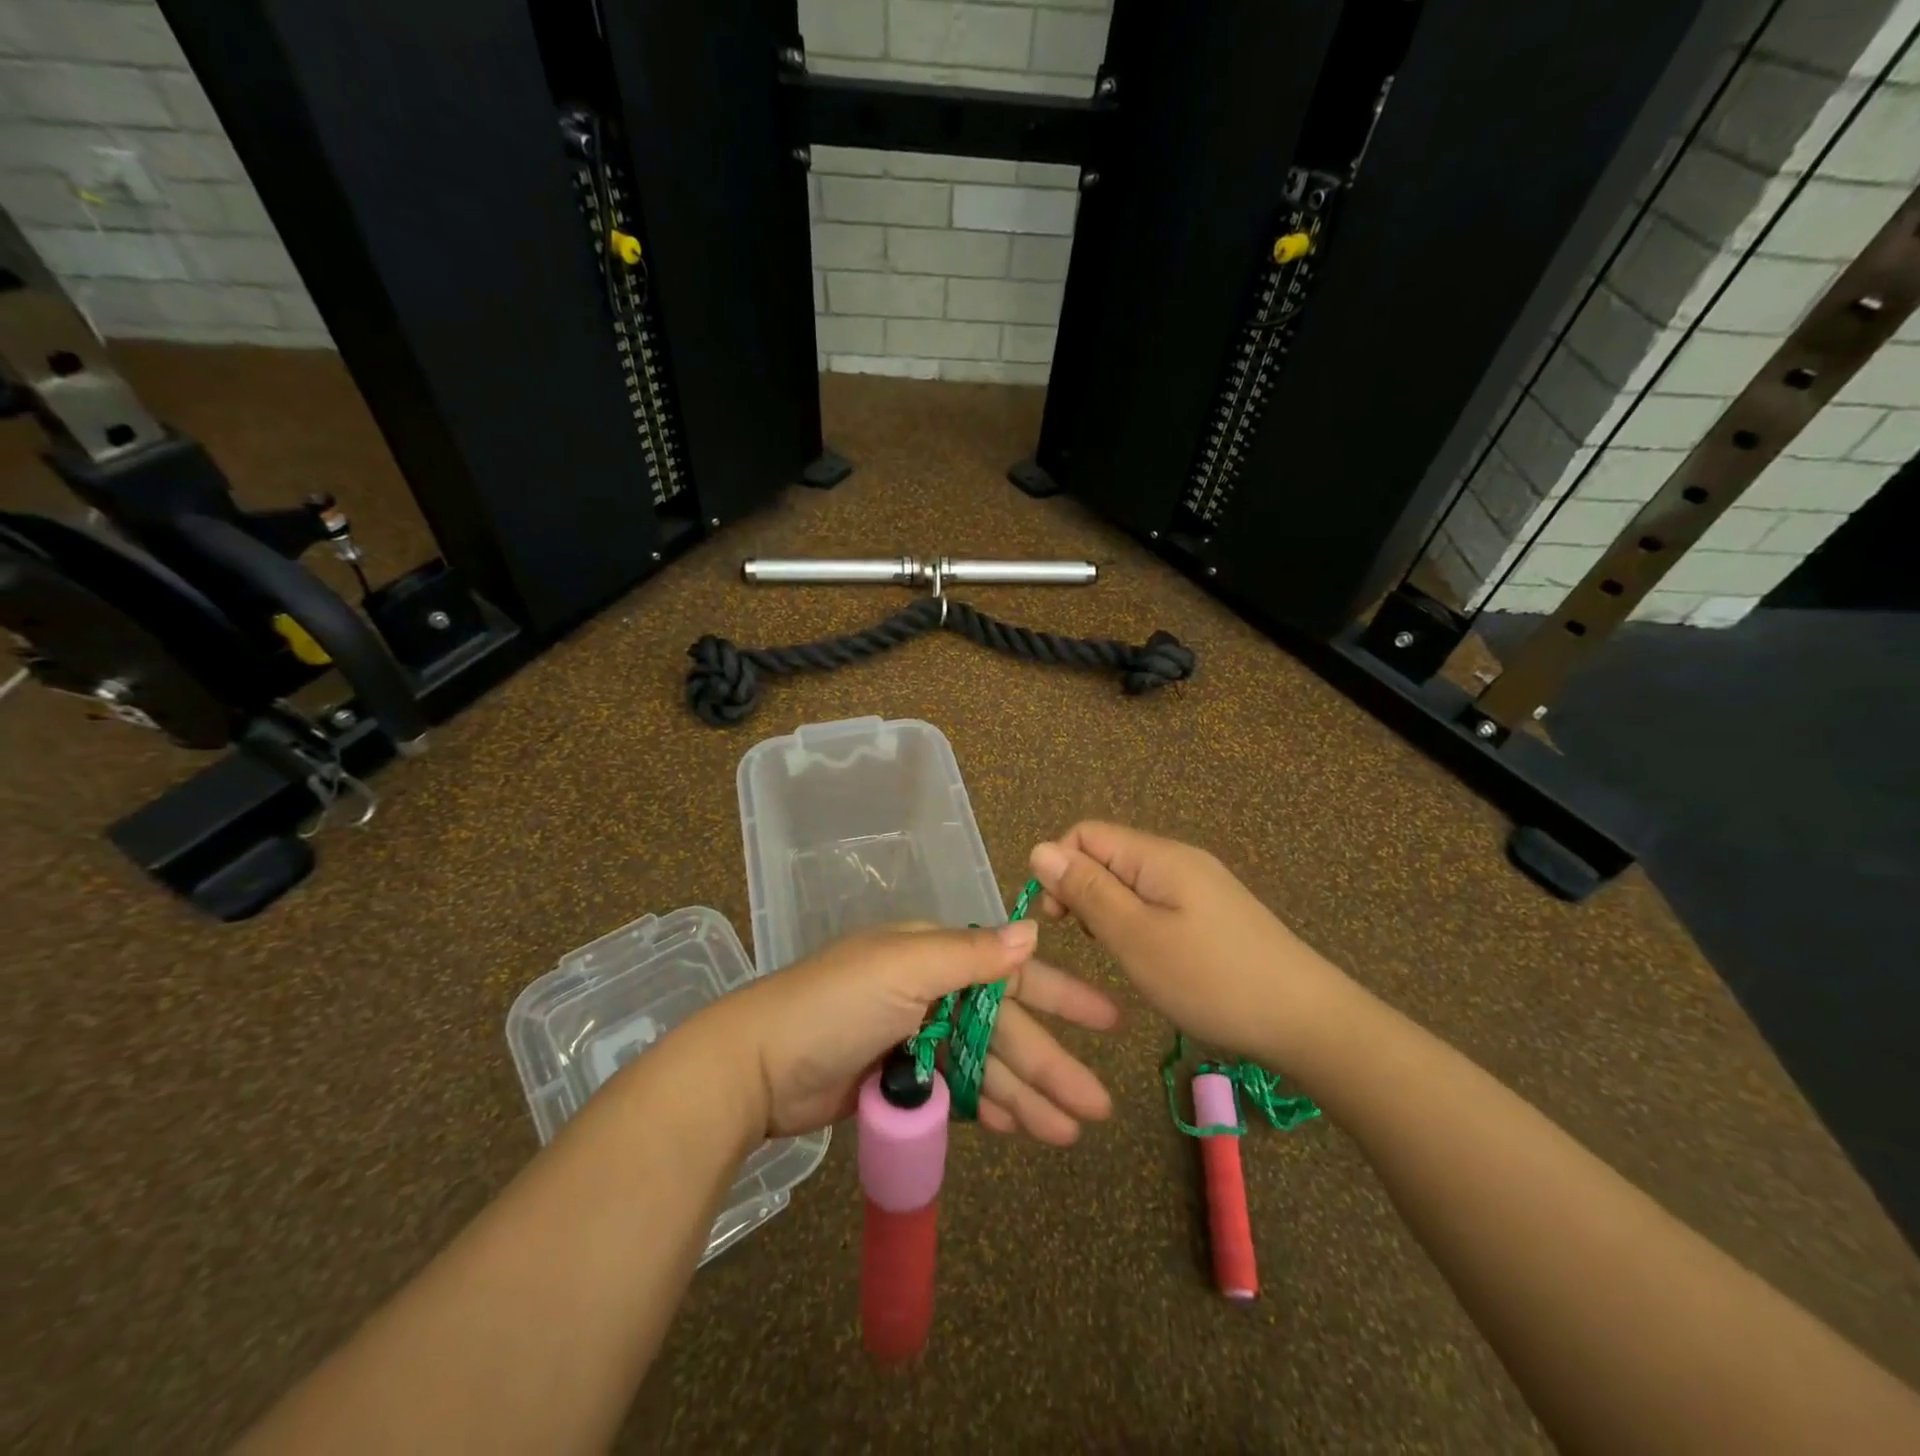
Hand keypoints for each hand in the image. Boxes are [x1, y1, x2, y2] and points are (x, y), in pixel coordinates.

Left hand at [699, 921, 1117, 1144]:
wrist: (757, 1066)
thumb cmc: (835, 1005)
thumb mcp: (904, 969)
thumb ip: (970, 954)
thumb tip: (1032, 929)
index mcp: (934, 954)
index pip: (1010, 972)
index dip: (1060, 995)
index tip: (1107, 1020)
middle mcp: (931, 989)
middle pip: (1003, 1028)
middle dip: (1051, 1064)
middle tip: (1098, 1107)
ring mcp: (916, 1035)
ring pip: (985, 1066)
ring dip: (1027, 1096)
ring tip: (1069, 1133)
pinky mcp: (901, 1078)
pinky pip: (958, 1091)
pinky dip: (988, 1108)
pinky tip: (1019, 1129)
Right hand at [1028, 822, 1345, 1064]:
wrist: (1308, 1021)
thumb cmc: (1211, 979)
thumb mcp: (1136, 937)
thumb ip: (1087, 891)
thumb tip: (1040, 849)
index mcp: (1158, 856)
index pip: (1085, 834)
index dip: (1060, 868)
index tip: (1058, 920)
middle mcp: (1178, 859)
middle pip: (1107, 855)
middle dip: (1083, 891)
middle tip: (1089, 943)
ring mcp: (1200, 885)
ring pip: (1130, 881)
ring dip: (1109, 911)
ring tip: (1119, 955)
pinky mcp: (1213, 912)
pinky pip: (1156, 901)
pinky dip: (1138, 923)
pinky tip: (1150, 958)